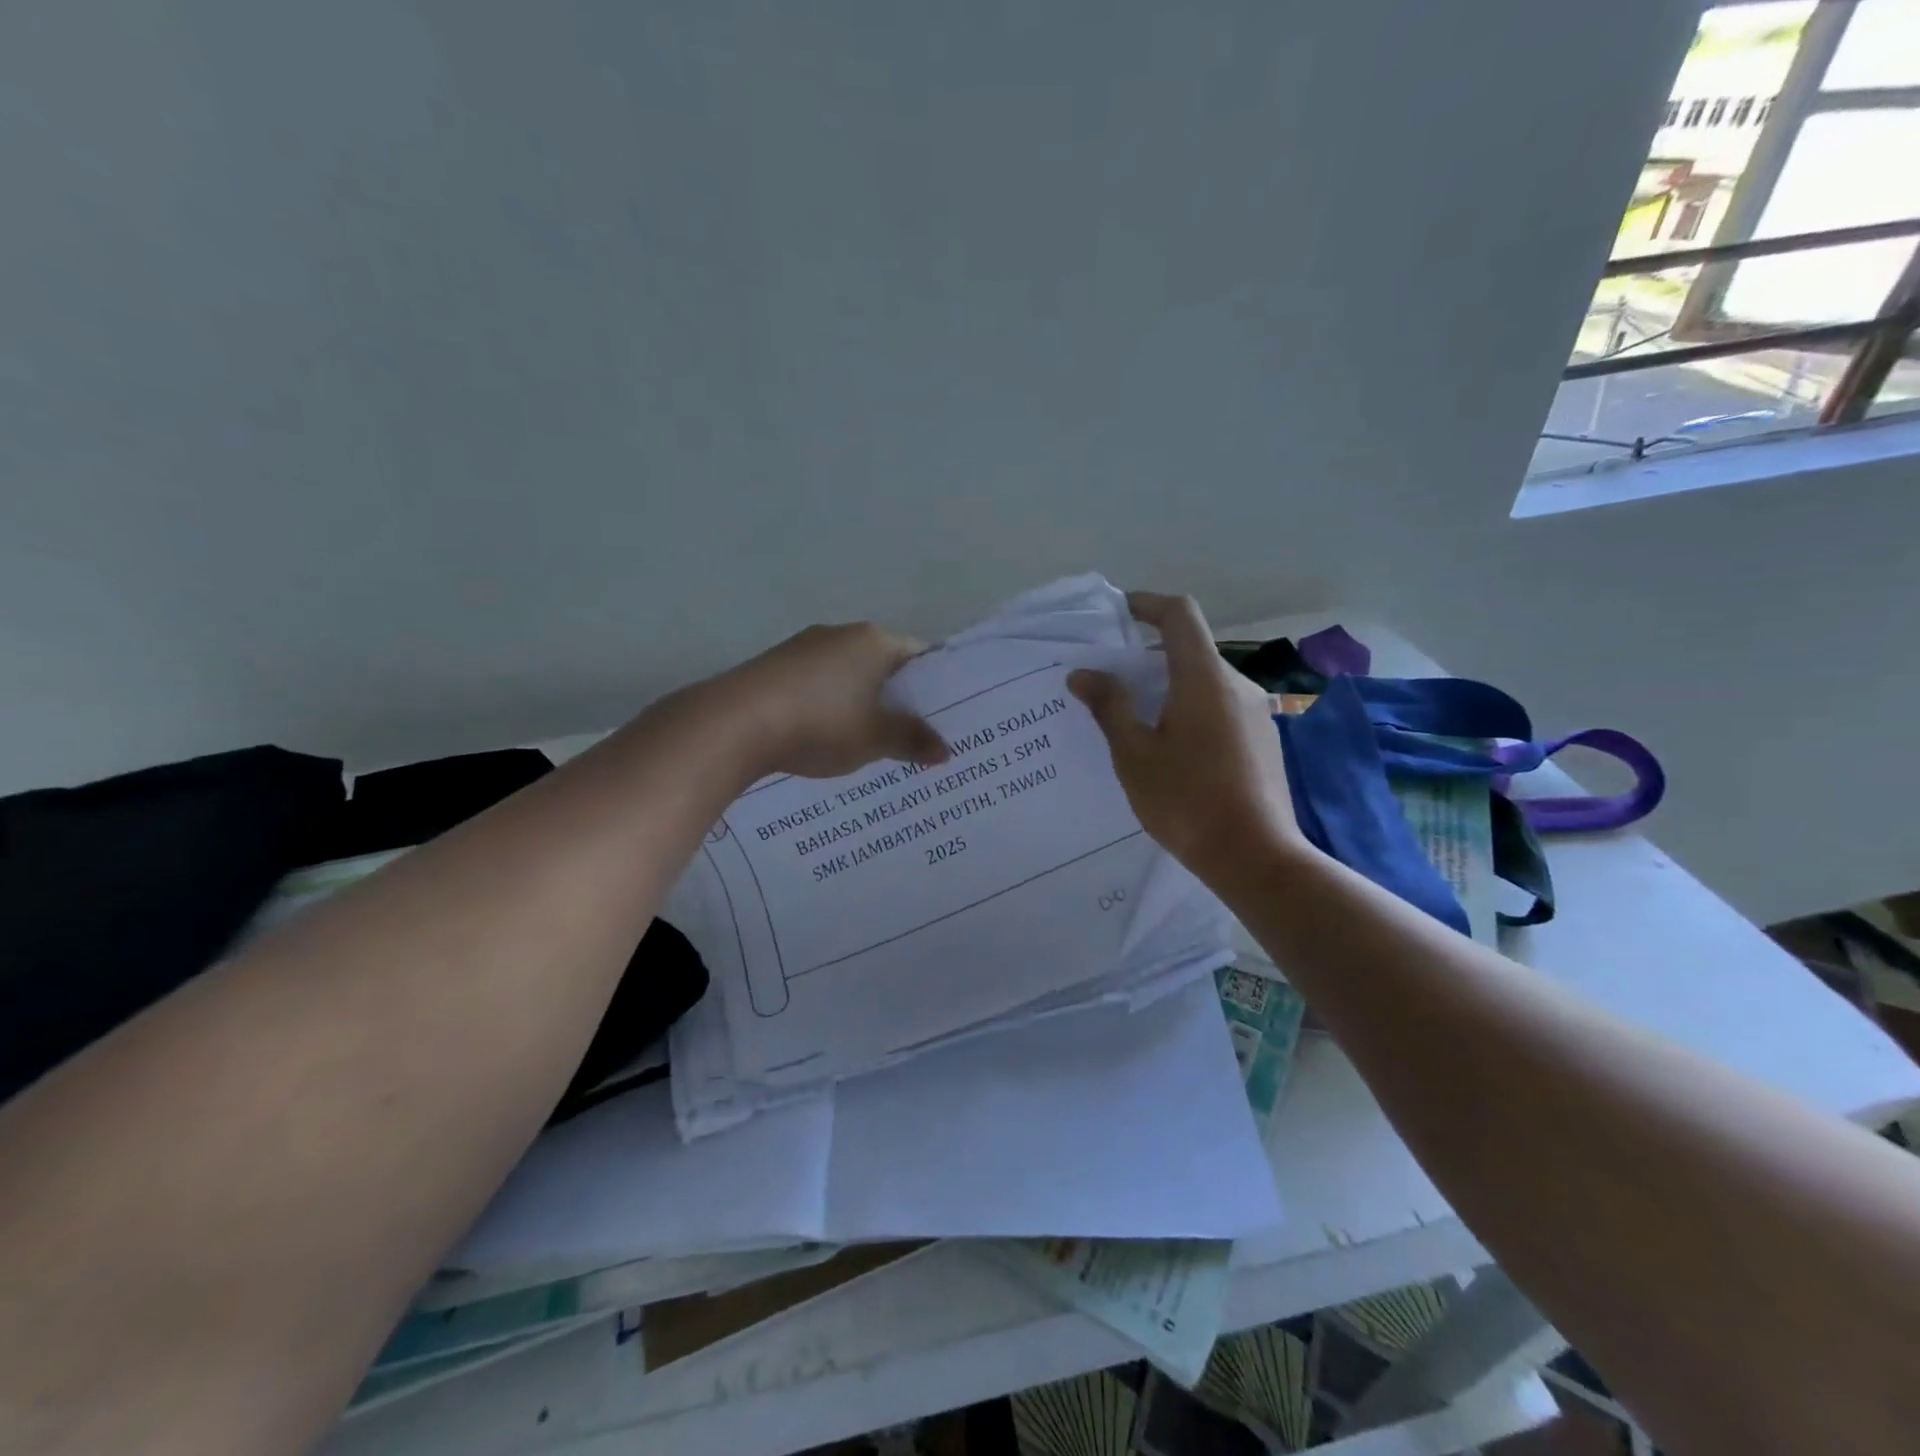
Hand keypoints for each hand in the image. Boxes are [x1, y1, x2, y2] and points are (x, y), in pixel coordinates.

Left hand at [706, 622, 950, 780]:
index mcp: (874, 641)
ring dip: (861, 701)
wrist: (734, 723)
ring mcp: (803, 647)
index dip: (935, 684)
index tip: (944, 713)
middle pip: (883, 663)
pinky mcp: (775, 667)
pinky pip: (818, 683)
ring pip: (848, 674)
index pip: (919, 655)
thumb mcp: (874, 739)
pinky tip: (826, 733)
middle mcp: (841, 634)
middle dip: (898, 696)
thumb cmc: (820, 723)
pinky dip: (830, 704)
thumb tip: (947, 750)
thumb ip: (912, 741)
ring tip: (871, 739)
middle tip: (913, 732)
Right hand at [1068, 592, 1306, 879]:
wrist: (1256, 857)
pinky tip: (1170, 747)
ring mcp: (1256, 713)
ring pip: (1205, 681)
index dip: (1147, 604)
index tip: (1118, 613)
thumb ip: (1109, 707)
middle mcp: (1237, 685)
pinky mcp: (1263, 740)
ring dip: (1169, 685)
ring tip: (1134, 717)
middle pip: (1191, 649)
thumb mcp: (1135, 754)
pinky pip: (1220, 706)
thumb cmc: (1187, 801)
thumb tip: (1084, 673)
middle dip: (1149, 654)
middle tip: (1111, 679)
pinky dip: (1190, 708)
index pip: (1180, 615)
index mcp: (1205, 679)